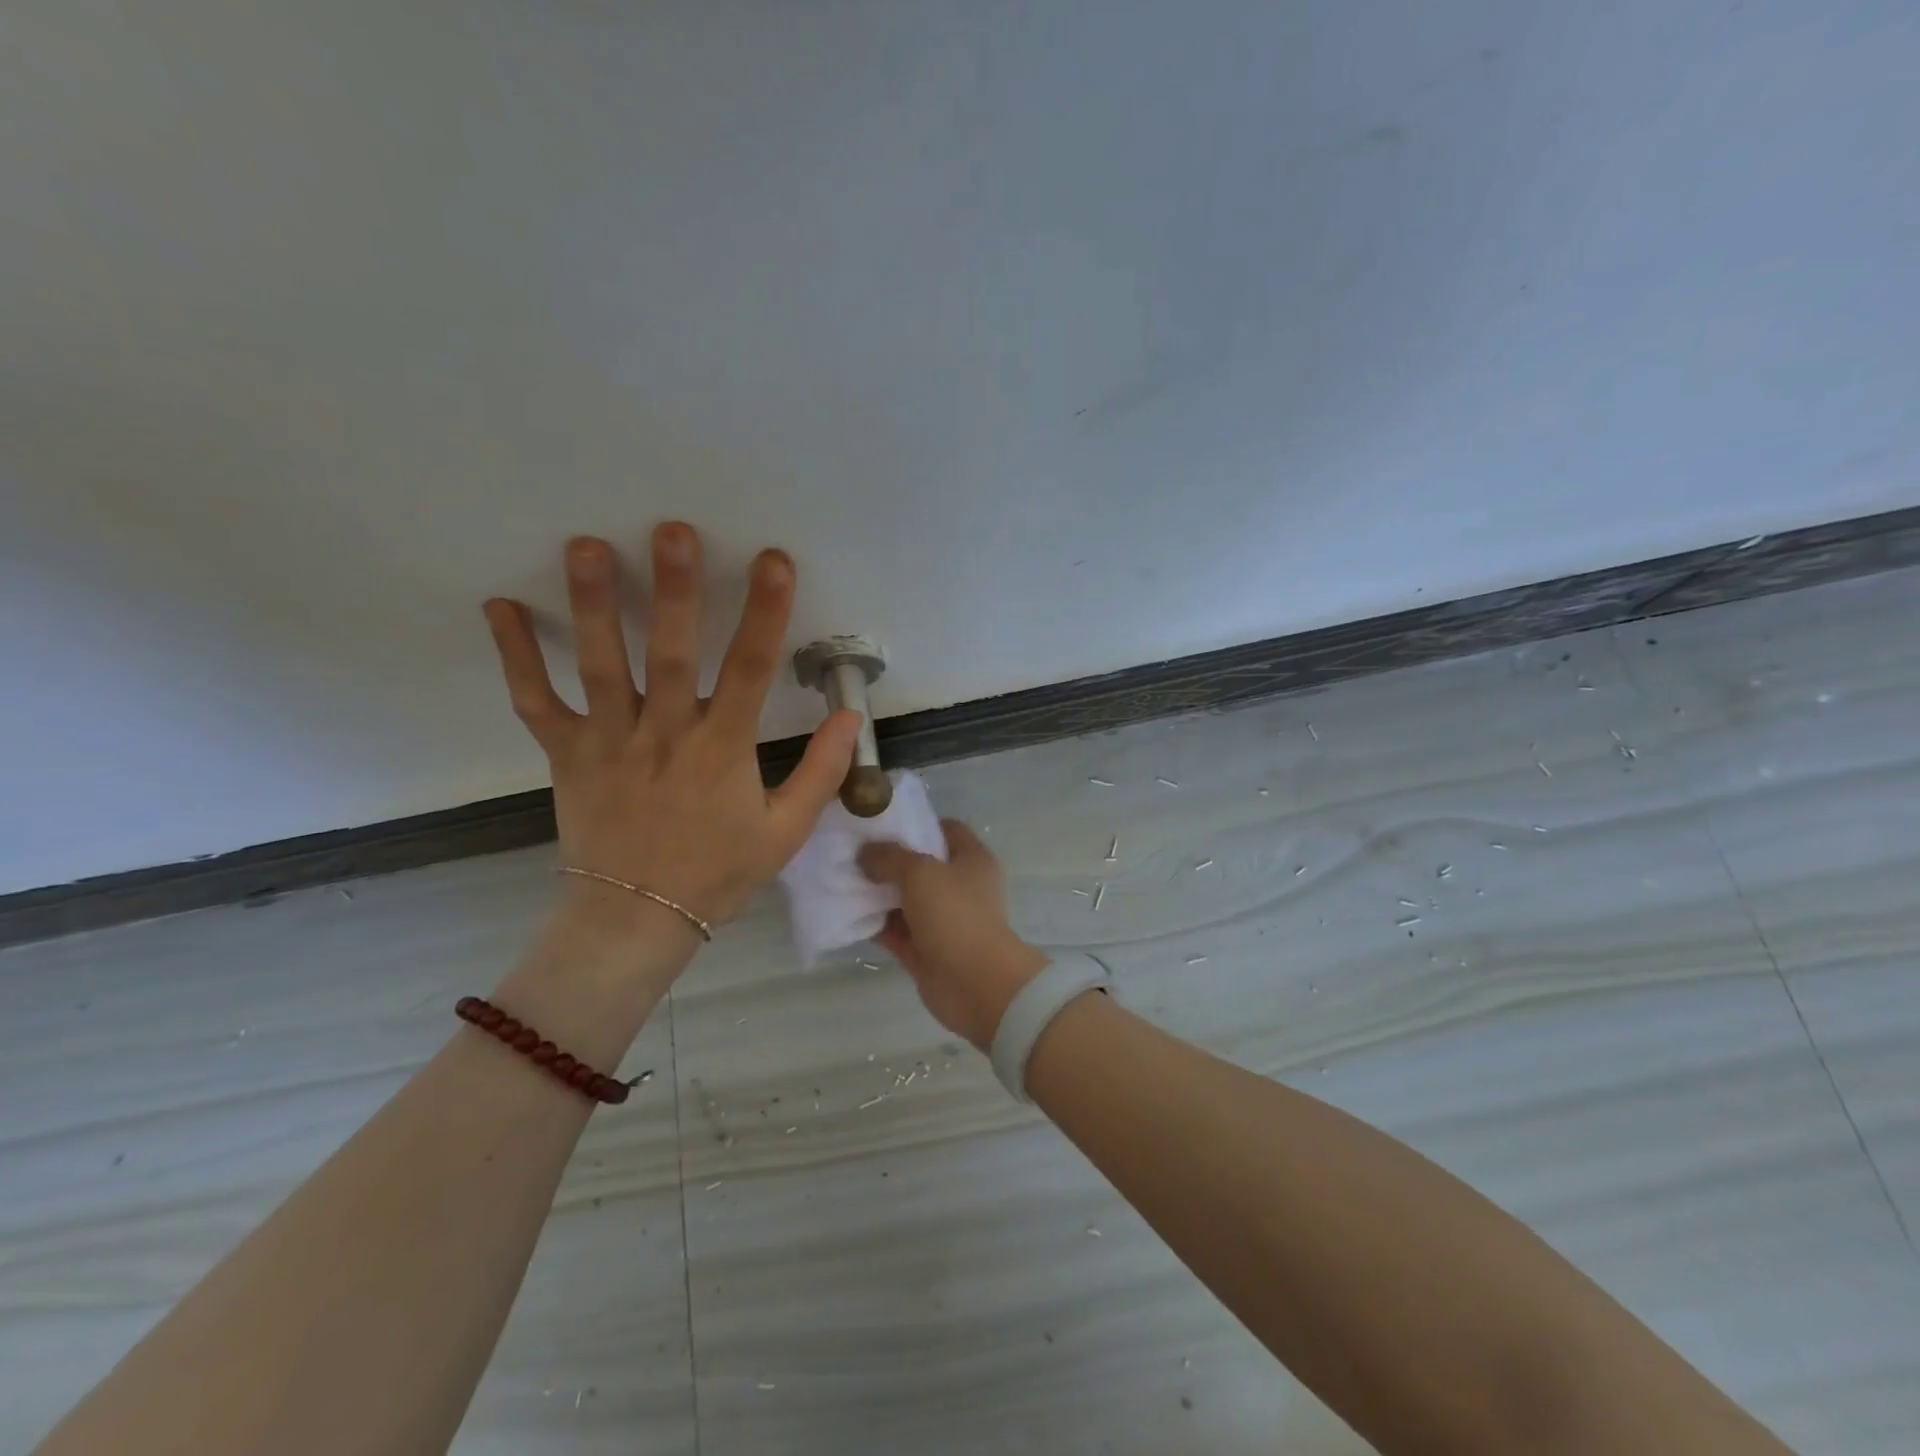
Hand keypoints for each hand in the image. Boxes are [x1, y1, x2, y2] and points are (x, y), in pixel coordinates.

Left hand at [483, 523, 861, 929]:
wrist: (636, 920)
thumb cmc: (718, 874)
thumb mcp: (786, 832)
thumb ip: (820, 772)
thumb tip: (849, 716)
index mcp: (722, 752)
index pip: (749, 671)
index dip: (765, 614)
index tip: (774, 562)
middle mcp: (664, 736)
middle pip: (669, 655)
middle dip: (675, 592)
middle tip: (672, 531)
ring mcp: (608, 743)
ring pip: (600, 667)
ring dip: (593, 606)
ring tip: (587, 545)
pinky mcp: (566, 755)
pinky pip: (535, 702)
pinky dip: (516, 657)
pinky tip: (499, 606)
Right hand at [859, 821, 1049, 1049]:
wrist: (976, 984)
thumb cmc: (955, 915)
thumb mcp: (920, 872)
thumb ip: (889, 857)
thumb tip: (865, 853)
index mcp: (972, 859)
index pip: (946, 829)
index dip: (916, 822)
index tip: (881, 822)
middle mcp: (961, 886)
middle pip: (921, 864)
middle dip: (889, 858)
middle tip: (851, 849)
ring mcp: (944, 919)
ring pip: (906, 899)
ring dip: (878, 892)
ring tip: (841, 877)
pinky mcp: (927, 949)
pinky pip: (897, 930)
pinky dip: (875, 922)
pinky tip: (846, 912)